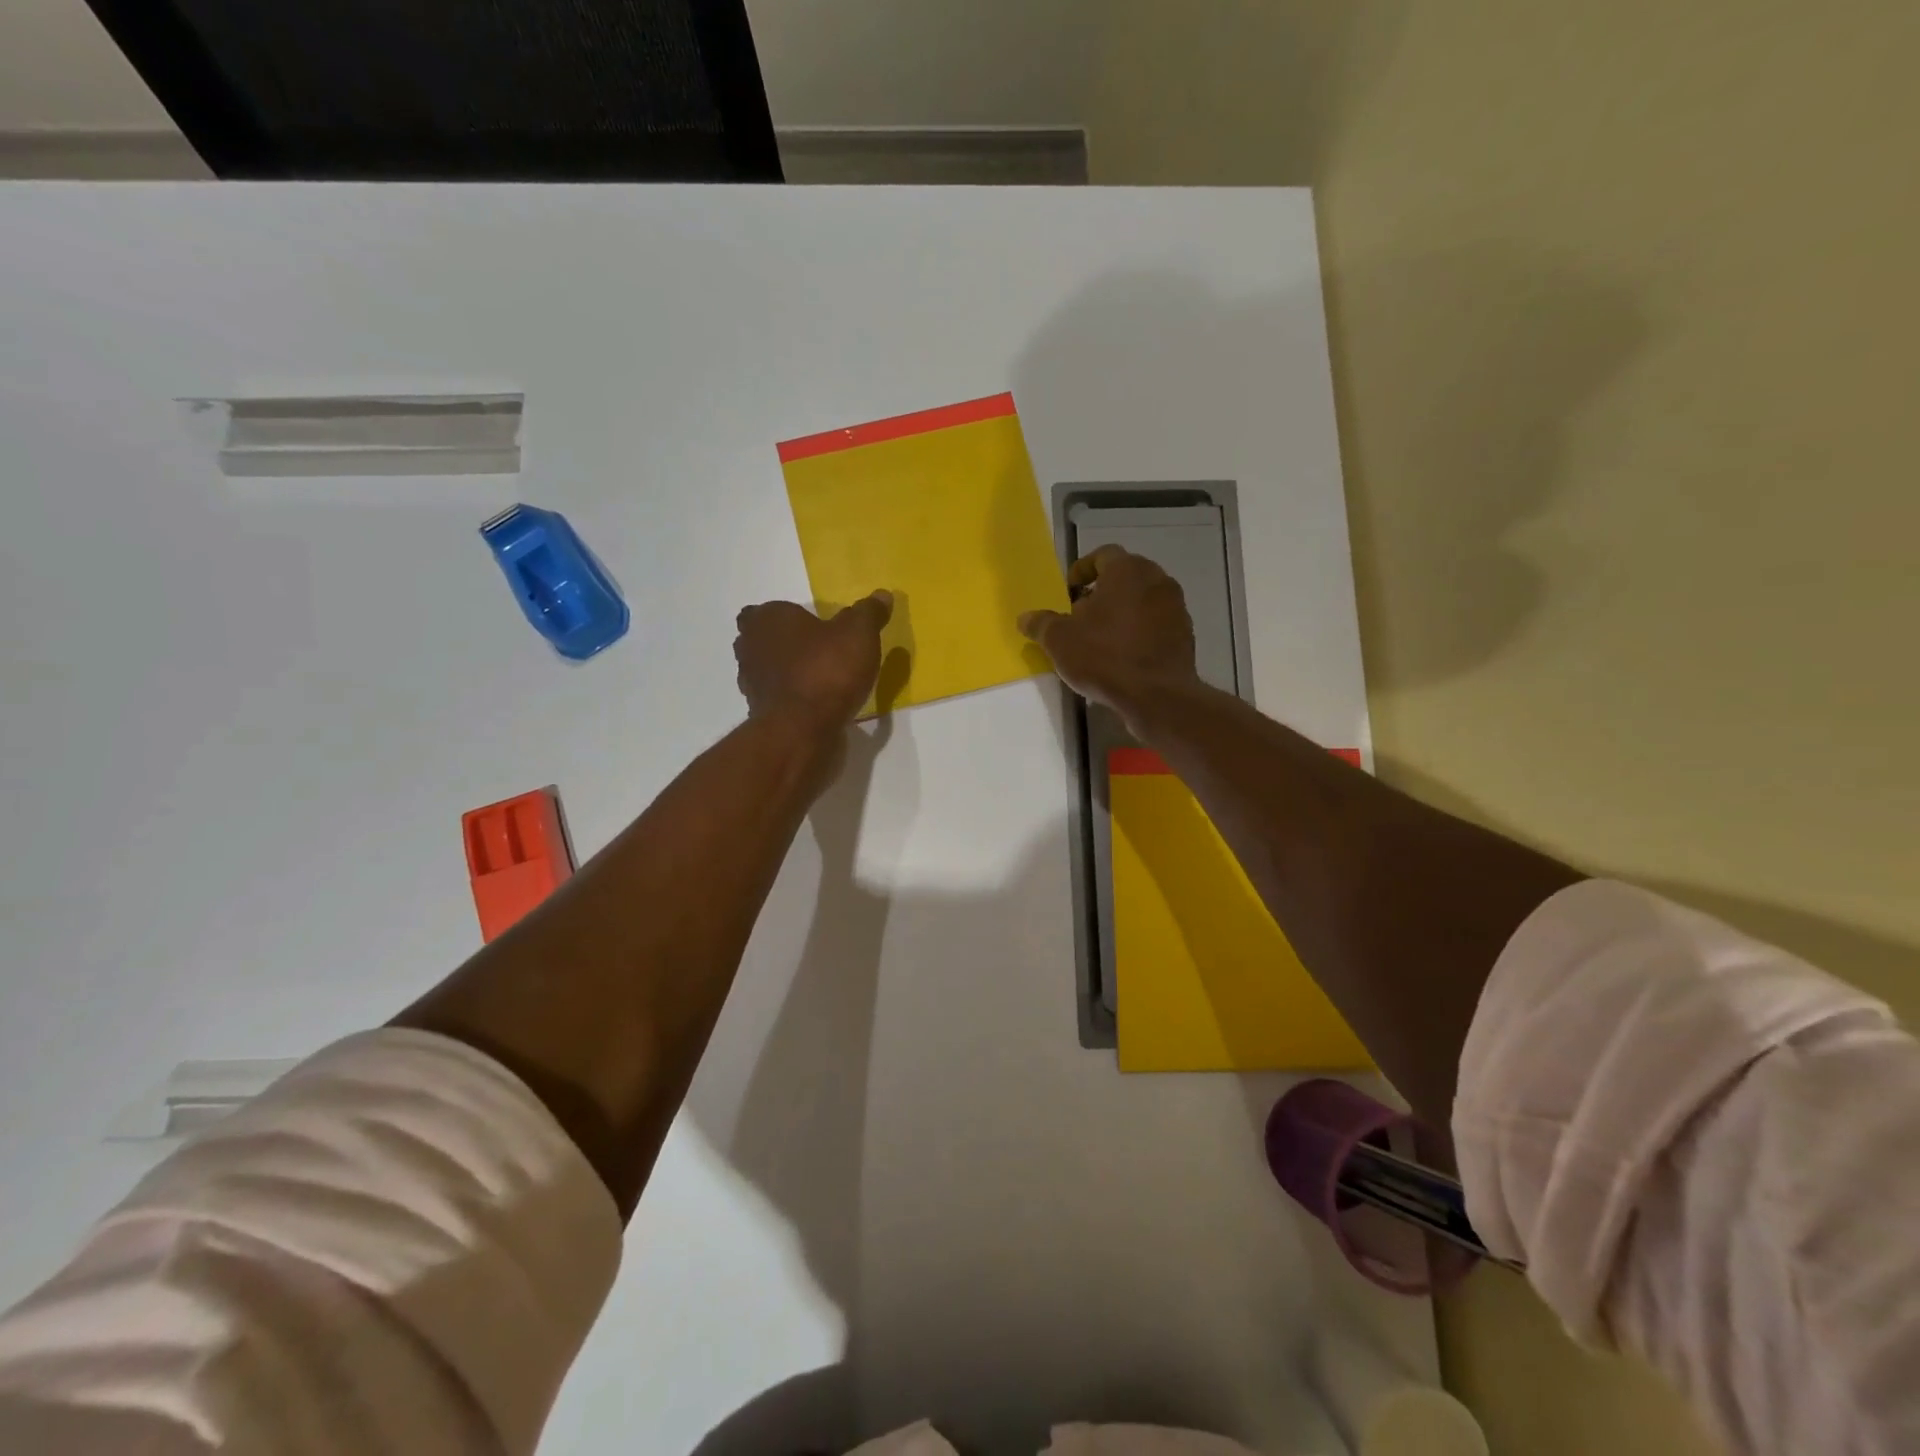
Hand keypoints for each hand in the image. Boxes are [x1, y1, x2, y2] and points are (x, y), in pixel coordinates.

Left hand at [735, 591, 893, 732]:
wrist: (802, 730)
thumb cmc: (827, 670)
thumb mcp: (859, 634)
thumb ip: (869, 612)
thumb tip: (882, 595)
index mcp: (768, 619)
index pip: (764, 610)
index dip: (784, 617)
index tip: (808, 625)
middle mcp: (750, 647)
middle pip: (760, 639)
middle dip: (781, 643)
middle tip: (813, 649)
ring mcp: (751, 683)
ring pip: (765, 670)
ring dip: (785, 672)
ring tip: (817, 678)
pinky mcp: (760, 713)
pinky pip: (776, 698)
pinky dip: (790, 698)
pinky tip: (816, 704)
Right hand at [1017, 547, 1198, 726]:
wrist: (1156, 695)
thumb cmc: (1104, 657)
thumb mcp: (1059, 640)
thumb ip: (1041, 624)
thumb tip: (1025, 618)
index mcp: (1127, 570)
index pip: (1103, 555)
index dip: (1083, 570)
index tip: (1070, 590)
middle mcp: (1156, 579)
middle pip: (1125, 575)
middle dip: (1103, 591)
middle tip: (1082, 614)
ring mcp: (1175, 606)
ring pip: (1143, 599)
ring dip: (1122, 611)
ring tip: (1101, 637)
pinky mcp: (1185, 633)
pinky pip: (1156, 622)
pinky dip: (1140, 630)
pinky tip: (1123, 654)